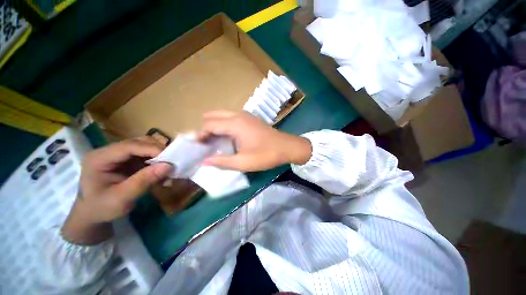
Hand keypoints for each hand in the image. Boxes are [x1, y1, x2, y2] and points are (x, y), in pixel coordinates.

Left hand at [62, 137, 171, 244]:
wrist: (93, 214)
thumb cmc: (102, 208)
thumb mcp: (121, 199)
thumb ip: (144, 181)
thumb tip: (169, 166)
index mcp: (99, 158)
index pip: (129, 146)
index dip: (151, 149)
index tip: (171, 158)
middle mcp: (109, 151)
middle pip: (138, 142)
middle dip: (158, 150)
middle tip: (173, 161)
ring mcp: (119, 154)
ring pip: (144, 146)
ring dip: (159, 154)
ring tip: (169, 165)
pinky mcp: (127, 159)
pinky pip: (146, 154)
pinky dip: (157, 159)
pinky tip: (162, 169)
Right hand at [198, 111, 311, 171]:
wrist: (287, 147)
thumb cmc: (266, 155)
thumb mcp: (243, 162)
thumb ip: (222, 162)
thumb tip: (204, 161)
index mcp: (234, 124)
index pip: (209, 124)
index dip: (200, 135)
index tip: (197, 147)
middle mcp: (238, 115)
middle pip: (213, 115)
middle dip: (205, 128)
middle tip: (205, 143)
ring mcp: (245, 115)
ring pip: (222, 115)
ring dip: (215, 126)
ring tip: (214, 141)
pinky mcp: (250, 118)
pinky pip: (231, 118)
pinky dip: (224, 125)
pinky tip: (227, 137)